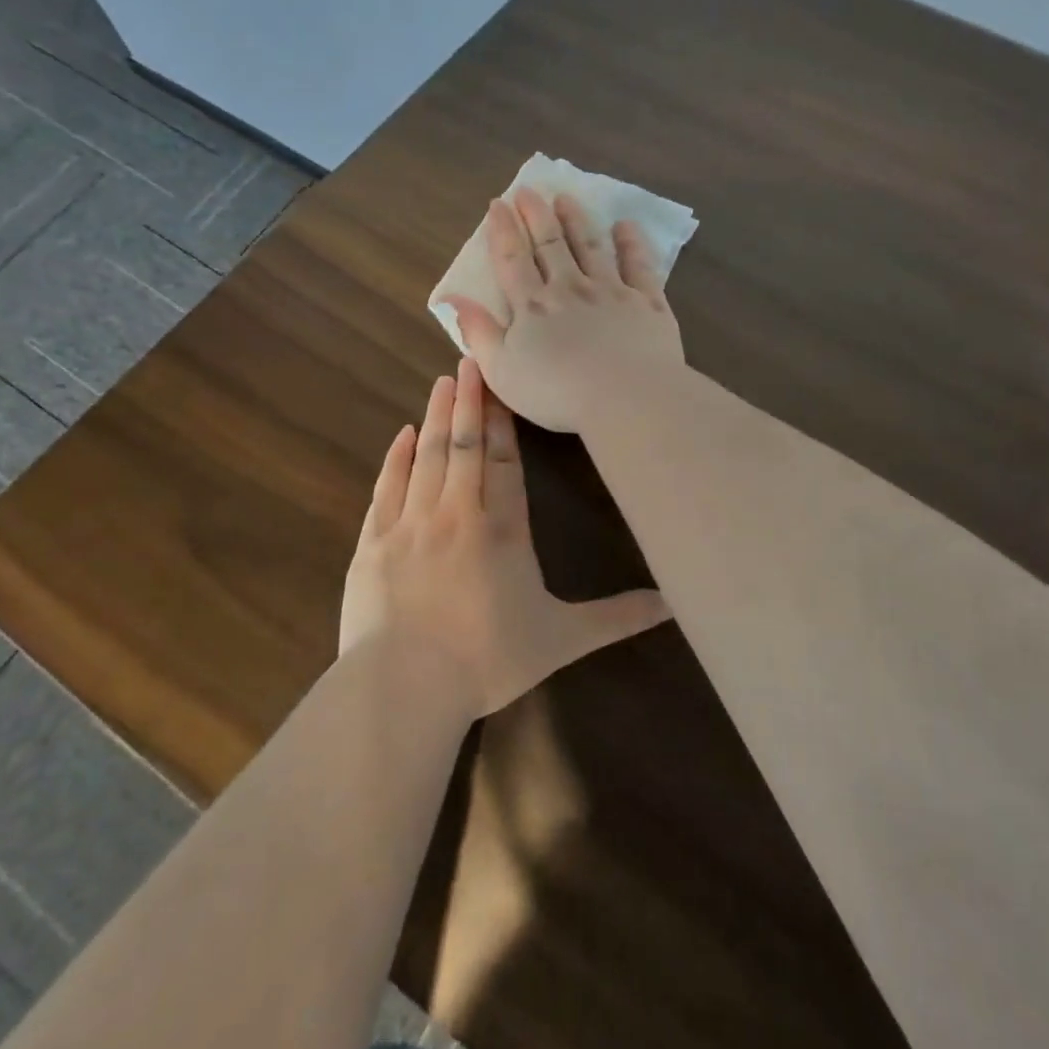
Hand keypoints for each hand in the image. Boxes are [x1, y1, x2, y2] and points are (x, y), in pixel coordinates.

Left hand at [339, 357, 669, 717]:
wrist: (404, 687)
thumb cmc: (488, 661)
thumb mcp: (562, 640)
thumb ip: (617, 617)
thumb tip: (674, 604)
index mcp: (503, 532)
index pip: (506, 465)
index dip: (506, 425)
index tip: (502, 387)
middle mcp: (457, 515)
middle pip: (466, 447)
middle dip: (472, 402)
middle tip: (469, 360)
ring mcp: (410, 524)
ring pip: (428, 457)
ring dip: (439, 417)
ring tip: (444, 382)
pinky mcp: (373, 541)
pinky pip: (387, 487)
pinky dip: (396, 457)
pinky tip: (404, 434)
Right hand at [440, 188, 685, 432]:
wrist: (627, 397)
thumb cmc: (557, 393)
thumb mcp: (501, 371)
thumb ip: (478, 333)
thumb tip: (452, 299)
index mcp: (533, 306)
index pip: (512, 260)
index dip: (503, 231)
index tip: (498, 204)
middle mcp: (570, 288)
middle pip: (550, 244)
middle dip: (536, 215)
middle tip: (529, 191)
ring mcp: (611, 291)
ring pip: (591, 246)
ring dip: (577, 220)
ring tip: (566, 199)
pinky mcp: (647, 302)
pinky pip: (639, 265)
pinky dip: (632, 243)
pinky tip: (626, 226)